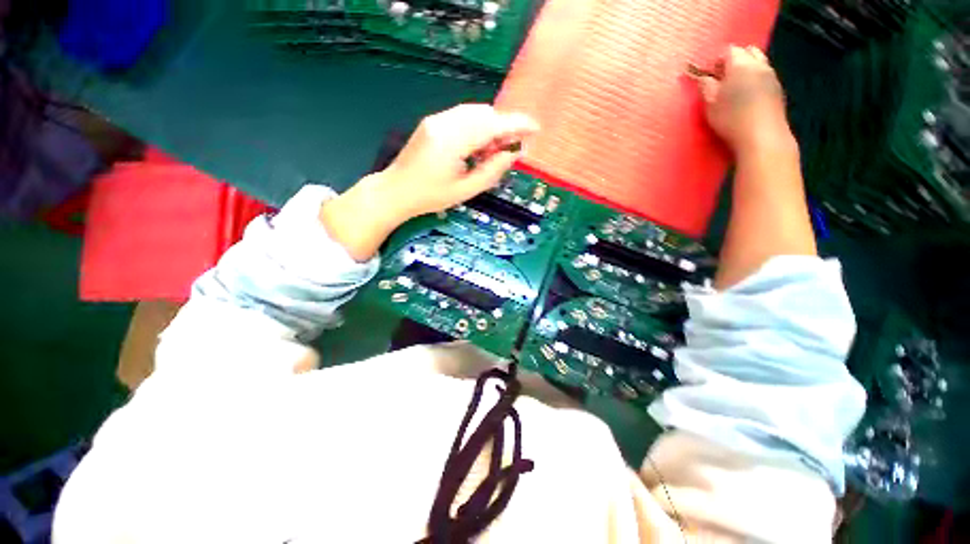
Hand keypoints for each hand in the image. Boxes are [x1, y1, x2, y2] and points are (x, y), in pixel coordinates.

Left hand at [380, 103, 539, 218]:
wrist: (395, 191)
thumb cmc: (430, 197)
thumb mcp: (465, 190)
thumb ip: (492, 171)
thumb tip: (514, 154)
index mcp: (452, 141)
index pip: (491, 125)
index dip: (516, 124)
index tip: (535, 128)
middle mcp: (444, 122)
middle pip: (484, 114)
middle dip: (503, 127)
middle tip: (512, 148)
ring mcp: (436, 119)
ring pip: (474, 112)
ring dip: (491, 127)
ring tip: (493, 152)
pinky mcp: (433, 122)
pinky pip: (463, 117)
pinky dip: (477, 127)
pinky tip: (477, 147)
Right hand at [699, 46, 794, 157]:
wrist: (762, 136)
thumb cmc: (731, 118)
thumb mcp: (710, 103)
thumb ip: (706, 86)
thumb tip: (704, 77)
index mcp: (740, 65)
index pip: (729, 50)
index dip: (717, 60)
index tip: (710, 75)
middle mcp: (759, 64)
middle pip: (748, 51)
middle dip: (735, 60)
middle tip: (723, 78)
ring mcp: (771, 76)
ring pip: (759, 62)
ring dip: (747, 69)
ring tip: (735, 87)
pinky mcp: (778, 89)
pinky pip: (765, 75)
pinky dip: (755, 79)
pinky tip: (748, 95)